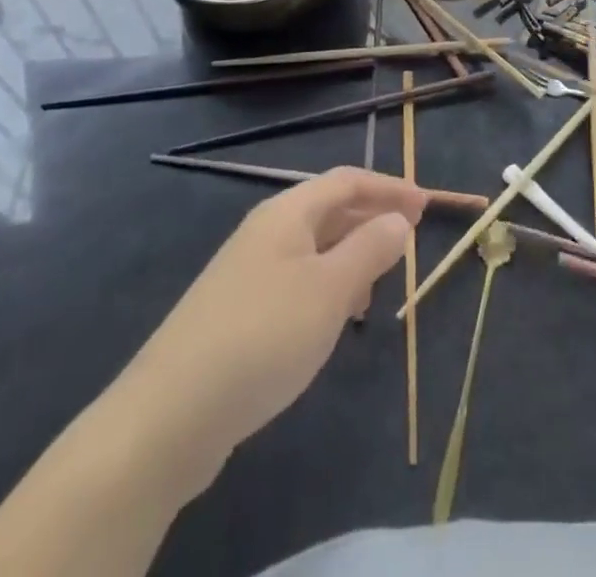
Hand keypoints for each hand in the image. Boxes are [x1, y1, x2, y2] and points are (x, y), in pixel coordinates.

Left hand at [128, 168, 424, 458]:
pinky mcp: (236, 313)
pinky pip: (295, 281)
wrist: (169, 416)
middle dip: (371, 220)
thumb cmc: (263, 336)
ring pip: (313, 248)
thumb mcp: (330, 289)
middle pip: (329, 210)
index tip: (426, 207)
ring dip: (350, 256)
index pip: (348, 181)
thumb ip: (370, 248)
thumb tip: (399, 220)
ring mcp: (247, 272)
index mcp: (287, 213)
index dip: (389, 188)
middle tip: (409, 243)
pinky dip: (326, 287)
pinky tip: (334, 321)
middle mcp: (266, 231)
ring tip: (377, 286)